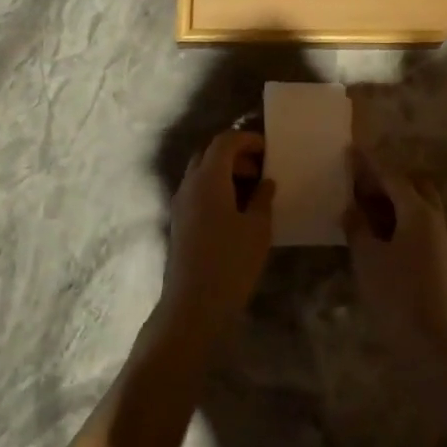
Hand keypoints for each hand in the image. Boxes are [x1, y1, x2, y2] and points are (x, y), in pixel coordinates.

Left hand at [159, 130, 274, 341]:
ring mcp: (180, 204)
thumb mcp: (257, 229)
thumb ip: (263, 199)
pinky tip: (234, 210)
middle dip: (235, 154)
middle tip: (260, 168)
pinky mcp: (178, 223)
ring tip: (251, 190)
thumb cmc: (230, 263)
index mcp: (208, 178)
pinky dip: (215, 189)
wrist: (192, 307)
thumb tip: (265, 182)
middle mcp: (189, 184)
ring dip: (224, 172)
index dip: (247, 139)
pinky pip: (197, 191)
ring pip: (201, 173)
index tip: (268, 149)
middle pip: (209, 153)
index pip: (225, 141)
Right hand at [343, 146, 446, 377]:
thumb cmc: (397, 296)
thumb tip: (351, 208)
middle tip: (359, 184)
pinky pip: (416, 228)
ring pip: (416, 208)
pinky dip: (397, 222)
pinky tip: (375, 236)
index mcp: (418, 211)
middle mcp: (433, 220)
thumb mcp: (367, 258)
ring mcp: (438, 243)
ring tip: (361, 208)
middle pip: (412, 186)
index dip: (369, 162)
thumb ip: (357, 227)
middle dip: (386, 180)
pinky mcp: (437, 263)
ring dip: (392, 202)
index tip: (351, 149)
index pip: (391, 175)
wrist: (434, 347)